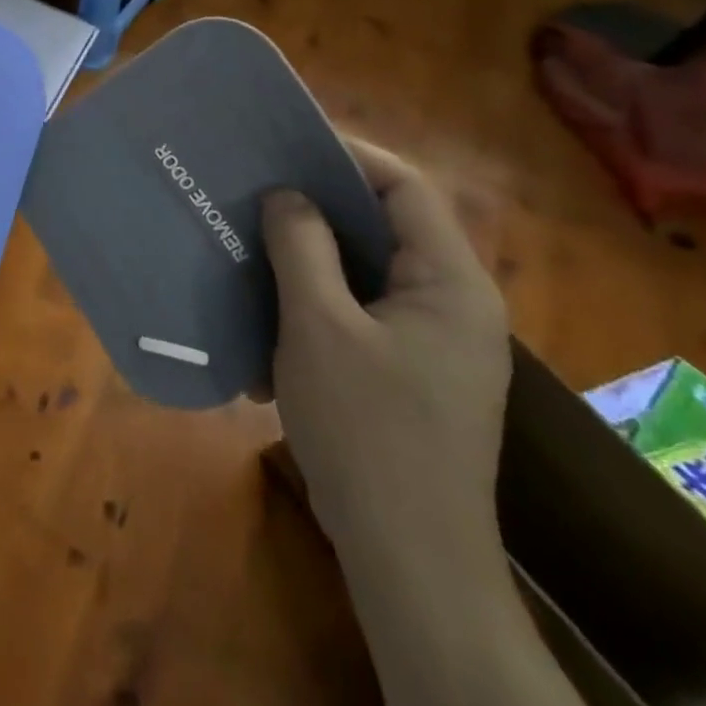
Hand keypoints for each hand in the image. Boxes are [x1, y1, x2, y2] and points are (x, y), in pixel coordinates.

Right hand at [263, 139, 509, 582]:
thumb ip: (302, 248)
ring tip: (252, 248)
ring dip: (307, 261)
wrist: (409, 560)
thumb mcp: (319, 326)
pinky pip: (358, 316)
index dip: (348, 155)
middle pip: (384, 228)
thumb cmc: (367, 430)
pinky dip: (314, 307)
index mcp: (450, 283)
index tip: (286, 145)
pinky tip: (267, 323)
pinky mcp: (409, 376)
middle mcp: (453, 305)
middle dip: (317, 207)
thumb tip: (287, 195)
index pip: (405, 188)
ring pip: (365, 274)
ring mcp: (433, 345)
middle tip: (256, 190)